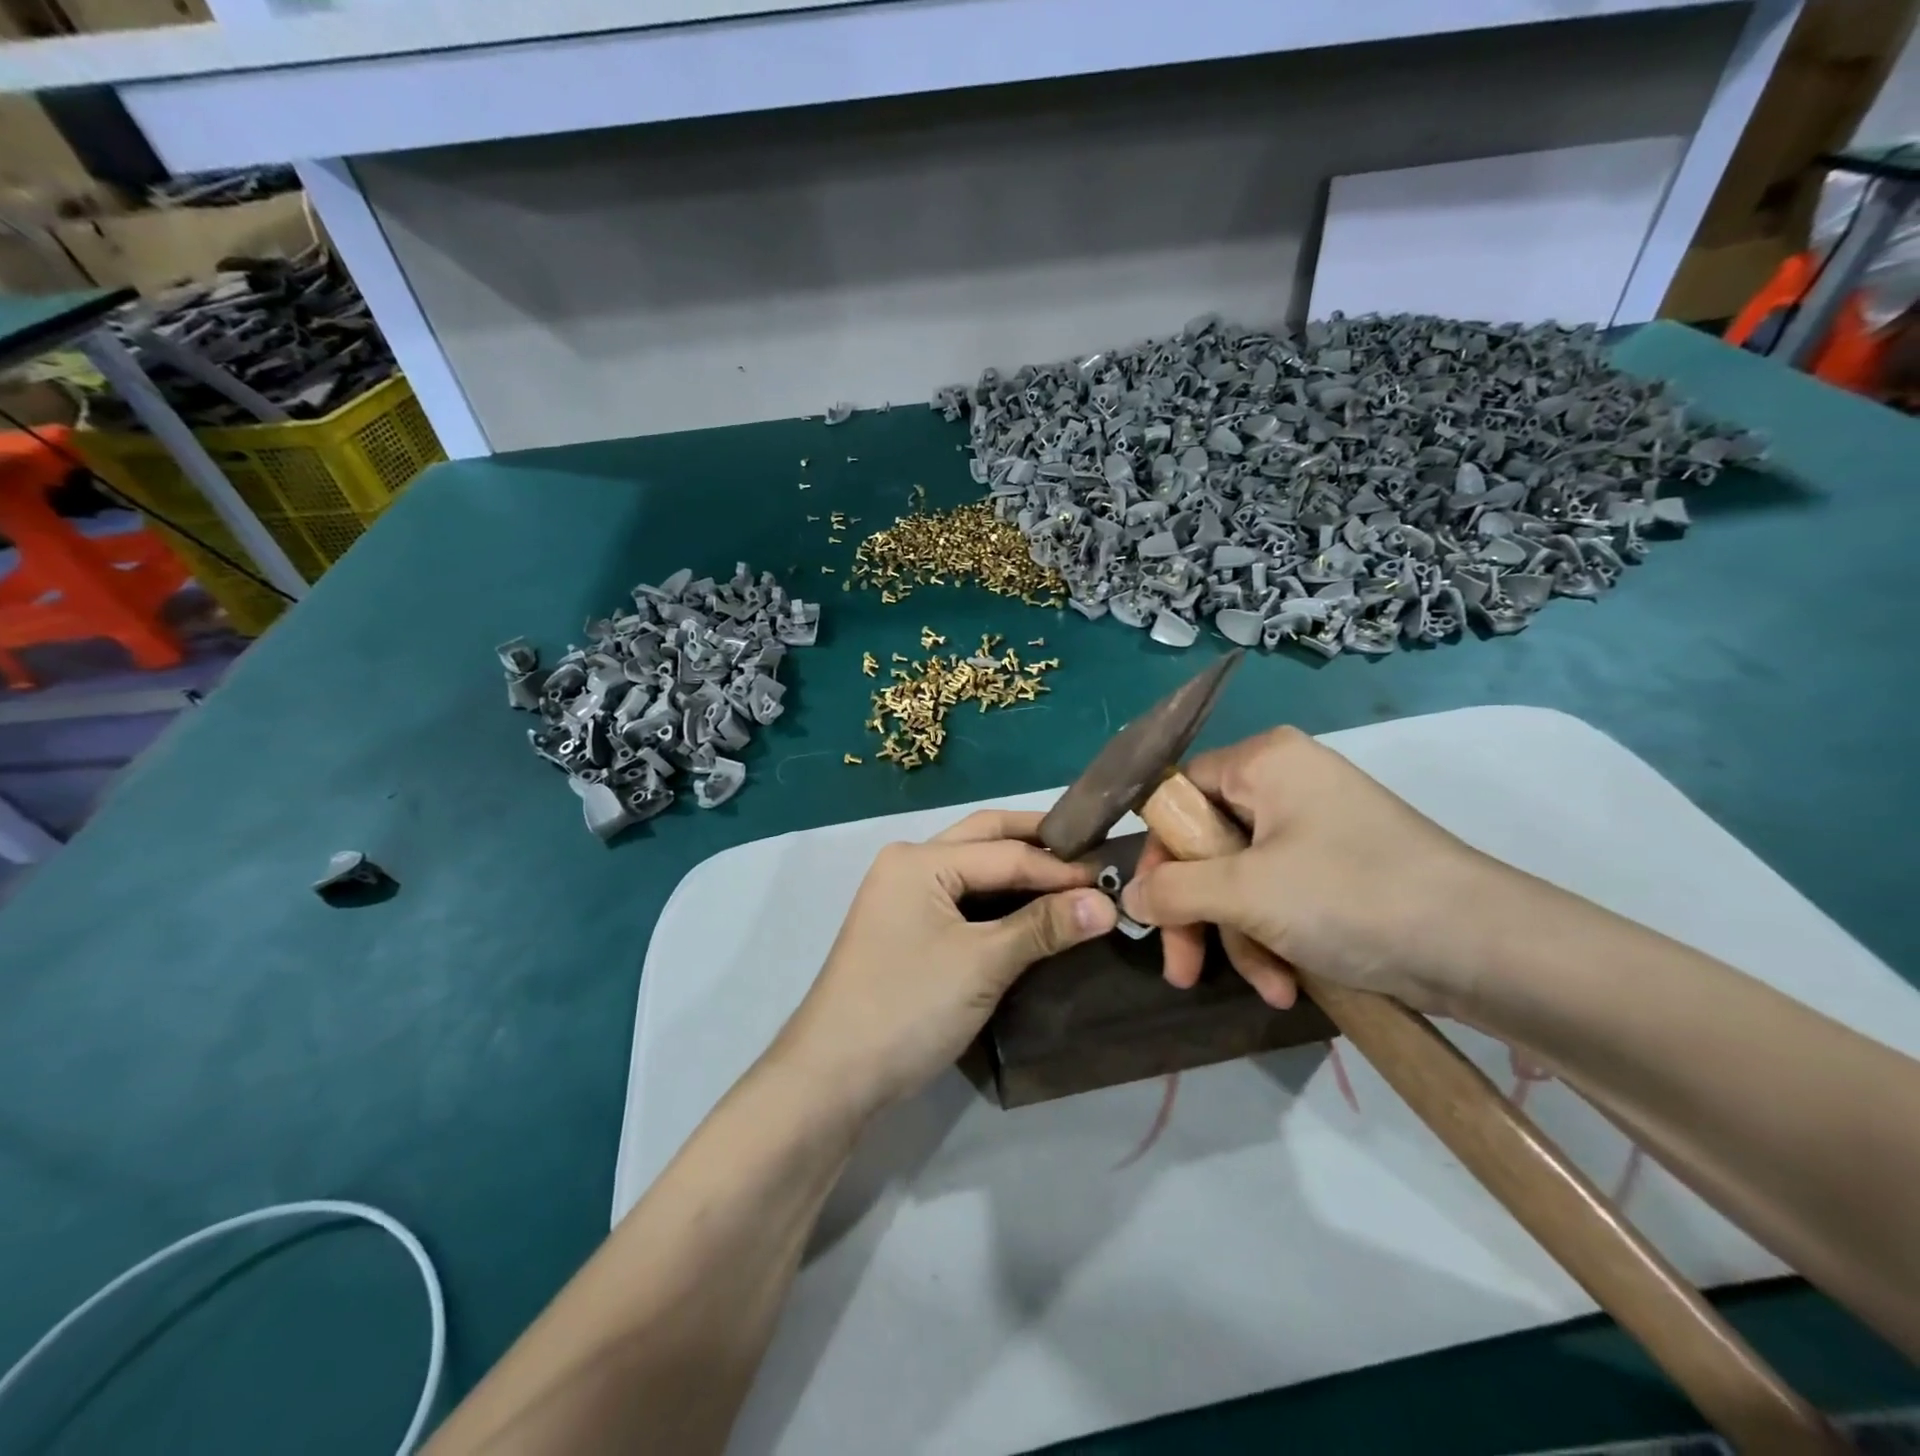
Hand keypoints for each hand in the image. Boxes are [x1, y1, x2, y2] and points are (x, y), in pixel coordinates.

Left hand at [773, 810, 1116, 1118]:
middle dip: (1037, 843)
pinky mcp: (906, 928)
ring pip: (972, 868)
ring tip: (1071, 879)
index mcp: (919, 860)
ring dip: (1018, 868)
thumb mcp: (982, 964)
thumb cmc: (907, 1008)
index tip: (1113, 880)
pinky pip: (962, 898)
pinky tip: (1032, 909)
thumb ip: (1043, 927)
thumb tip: (1107, 902)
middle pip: (984, 839)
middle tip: (1091, 854)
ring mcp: (903, 896)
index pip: (1005, 853)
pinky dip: (999, 898)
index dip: (1061, 869)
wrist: (832, 1076)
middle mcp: (908, 865)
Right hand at [1122, 726, 1507, 1014]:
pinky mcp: (1337, 869)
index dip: (1160, 854)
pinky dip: (1274, 939)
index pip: (1178, 794)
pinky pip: (1277, 896)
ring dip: (1240, 938)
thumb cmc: (1351, 896)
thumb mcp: (1246, 892)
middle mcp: (1285, 783)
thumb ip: (1172, 891)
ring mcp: (1314, 828)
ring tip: (1267, 987)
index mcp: (1263, 762)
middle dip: (1198, 914)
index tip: (1152, 909)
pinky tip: (1289, 984)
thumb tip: (1128, 901)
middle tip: (1183, 969)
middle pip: (1206, 845)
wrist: (1487, 949)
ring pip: (1240, 880)